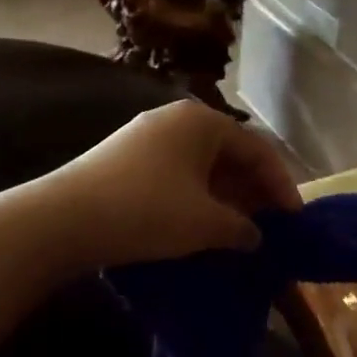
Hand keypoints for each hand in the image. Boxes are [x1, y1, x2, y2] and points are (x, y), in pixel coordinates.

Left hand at [43, 101, 301, 270]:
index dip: (281, 184)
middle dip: (252, 190)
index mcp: (202, 121)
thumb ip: (241, 228)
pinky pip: (177, 174)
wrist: (62, 220)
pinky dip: (197, 197)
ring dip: (225, 196)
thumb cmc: (147, 211)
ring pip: (201, 165)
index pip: (257, 149)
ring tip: (239, 229)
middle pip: (229, 153)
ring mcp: (146, 137)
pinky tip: (201, 224)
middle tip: (270, 225)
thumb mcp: (205, 223)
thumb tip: (254, 236)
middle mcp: (175, 119)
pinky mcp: (124, 159)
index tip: (295, 218)